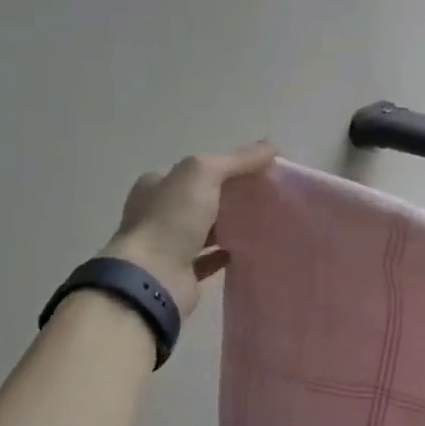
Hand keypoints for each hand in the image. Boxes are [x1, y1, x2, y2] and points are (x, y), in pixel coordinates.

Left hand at [100, 141, 276, 318]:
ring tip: (261, 222)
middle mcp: (157, 214)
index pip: (192, 171)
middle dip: (226, 197)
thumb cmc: (171, 219)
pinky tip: (247, 249)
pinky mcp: (180, 273)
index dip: (222, 169)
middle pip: (198, 200)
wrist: (152, 279)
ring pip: (203, 230)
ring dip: (227, 226)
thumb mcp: (204, 173)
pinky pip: (208, 260)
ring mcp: (167, 246)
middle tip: (262, 197)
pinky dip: (225, 254)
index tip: (253, 173)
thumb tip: (272, 146)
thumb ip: (237, 160)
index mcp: (155, 186)